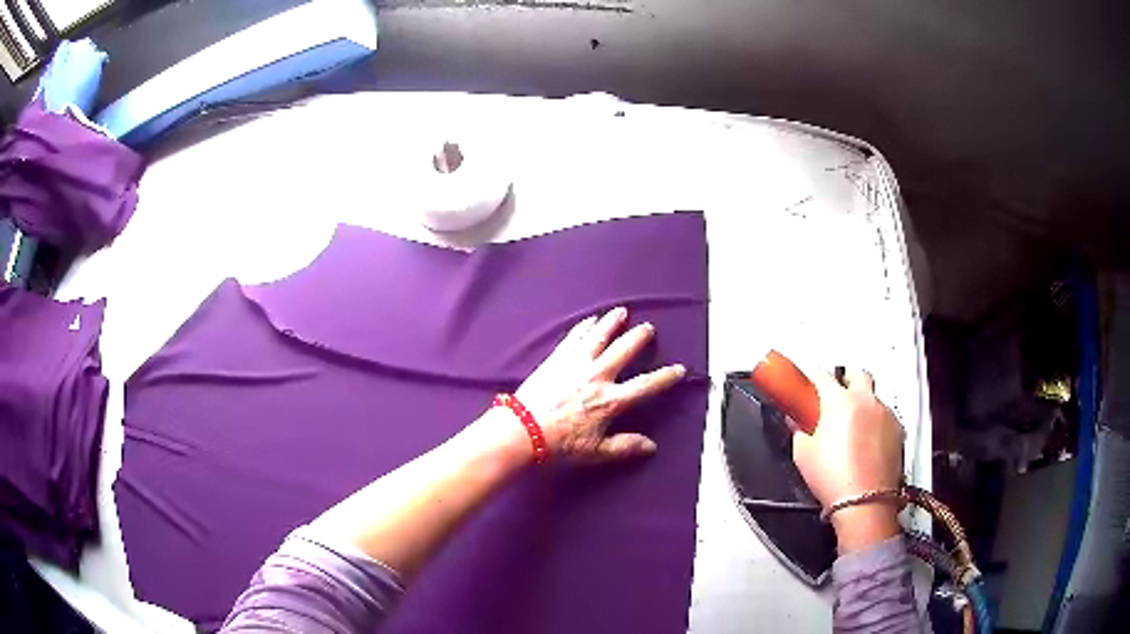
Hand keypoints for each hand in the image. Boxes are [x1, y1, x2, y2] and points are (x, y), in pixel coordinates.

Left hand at [515, 307, 685, 461]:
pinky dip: (584, 327)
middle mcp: (598, 376)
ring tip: (622, 312)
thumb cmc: (559, 444)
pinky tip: (589, 320)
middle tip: (648, 328)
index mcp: (611, 400)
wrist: (522, 430)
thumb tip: (651, 446)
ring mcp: (576, 364)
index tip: (679, 368)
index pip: (646, 385)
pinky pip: (574, 338)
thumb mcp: (595, 452)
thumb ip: (625, 446)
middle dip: (638, 338)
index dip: (665, 377)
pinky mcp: (557, 359)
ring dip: (612, 323)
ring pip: (599, 337)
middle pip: (624, 350)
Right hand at [792, 369, 904, 551]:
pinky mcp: (898, 430)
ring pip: (873, 397)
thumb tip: (796, 422)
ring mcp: (885, 414)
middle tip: (836, 395)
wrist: (864, 502)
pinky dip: (875, 423)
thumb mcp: (803, 454)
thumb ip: (799, 431)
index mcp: (840, 401)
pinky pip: (885, 417)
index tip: (807, 382)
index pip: (822, 375)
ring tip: (851, 427)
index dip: (812, 376)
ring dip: (862, 404)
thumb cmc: (833, 478)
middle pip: (857, 373)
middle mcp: (866, 400)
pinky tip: (866, 443)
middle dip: (846, 379)